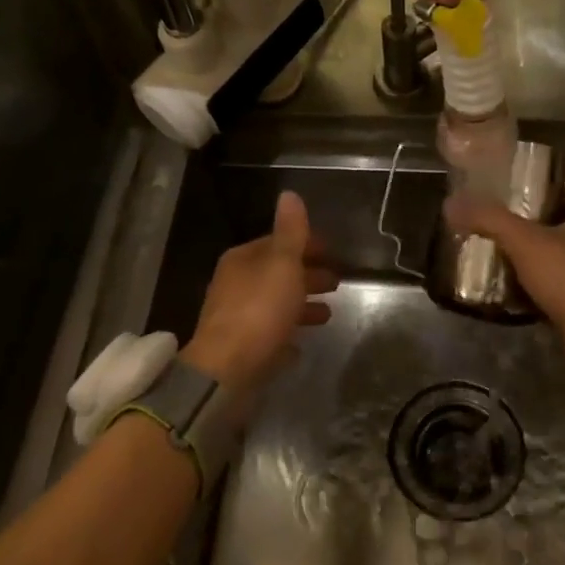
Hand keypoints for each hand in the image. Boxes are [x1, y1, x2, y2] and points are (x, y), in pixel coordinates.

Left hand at [184, 191, 337, 389]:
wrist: (227, 370)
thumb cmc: (259, 310)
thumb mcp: (282, 264)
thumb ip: (290, 232)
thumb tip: (290, 195)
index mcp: (244, 260)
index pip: (278, 243)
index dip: (306, 245)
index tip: (332, 253)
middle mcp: (236, 285)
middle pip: (278, 275)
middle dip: (307, 276)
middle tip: (337, 283)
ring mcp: (237, 319)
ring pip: (275, 306)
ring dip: (300, 307)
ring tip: (328, 315)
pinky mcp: (242, 349)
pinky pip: (269, 336)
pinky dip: (285, 335)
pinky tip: (300, 345)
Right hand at [443, 185, 564, 339]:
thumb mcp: (524, 241)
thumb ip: (489, 219)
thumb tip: (451, 203)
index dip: (548, 185)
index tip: (518, 188)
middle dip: (537, 219)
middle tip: (502, 219)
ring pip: (563, 250)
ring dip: (538, 250)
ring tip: (503, 249)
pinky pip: (562, 278)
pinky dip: (542, 278)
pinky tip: (516, 281)